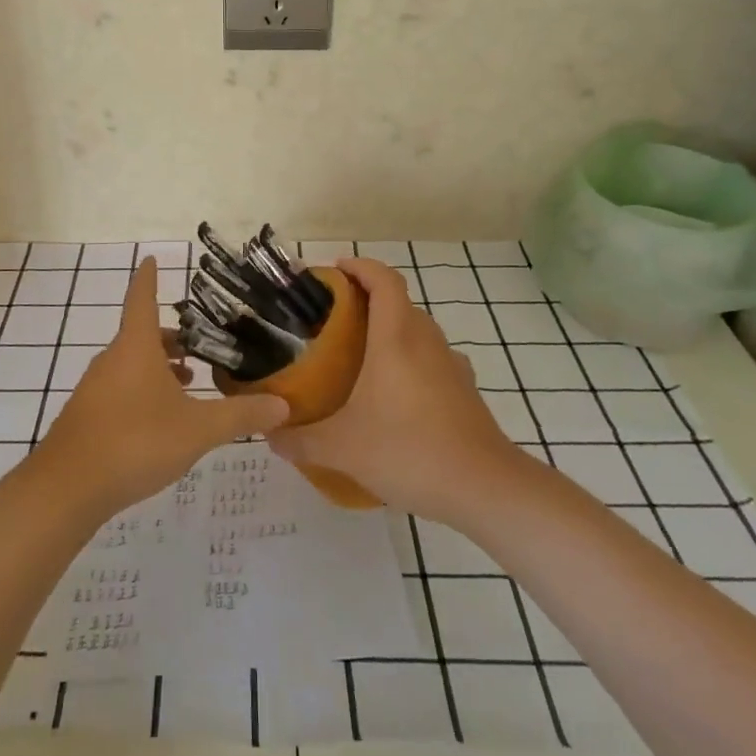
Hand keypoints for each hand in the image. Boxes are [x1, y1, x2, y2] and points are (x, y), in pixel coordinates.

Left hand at [31, 259, 289, 521]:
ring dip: (159, 367)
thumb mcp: (197, 429)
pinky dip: (143, 390)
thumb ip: (240, 415)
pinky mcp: (87, 415)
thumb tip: (283, 405)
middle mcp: (112, 359)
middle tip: (201, 346)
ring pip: (131, 364)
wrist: (67, 488)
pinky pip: (120, 389)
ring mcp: (95, 388)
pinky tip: (161, 421)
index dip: (148, 277)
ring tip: (189, 383)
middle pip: (141, 334)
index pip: (142, 297)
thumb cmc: (135, 441)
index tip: (151, 258)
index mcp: (135, 347)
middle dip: (171, 337)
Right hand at [269, 257, 522, 522]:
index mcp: (396, 338)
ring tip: (359, 356)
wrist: (485, 488)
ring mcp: (451, 366)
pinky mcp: (465, 391)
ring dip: (391, 331)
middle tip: (333, 320)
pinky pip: (432, 359)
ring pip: (418, 331)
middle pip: (399, 302)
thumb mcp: (343, 448)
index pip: (384, 280)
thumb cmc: (410, 451)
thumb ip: (300, 440)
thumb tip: (269, 435)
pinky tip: (394, 395)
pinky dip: (411, 361)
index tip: (335, 271)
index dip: (361, 266)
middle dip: (367, 300)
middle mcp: (426, 342)